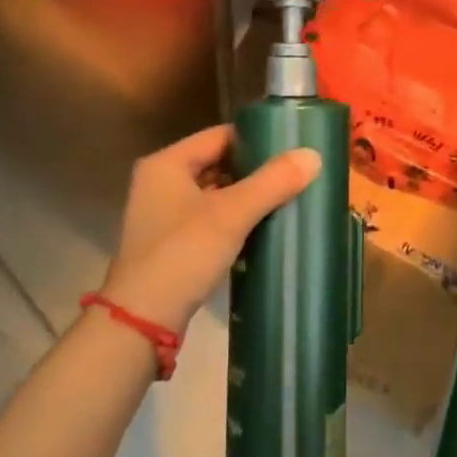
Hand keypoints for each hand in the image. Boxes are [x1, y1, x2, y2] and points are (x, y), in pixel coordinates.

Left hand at [101, 125, 320, 334]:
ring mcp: (162, 214)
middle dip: (254, 169)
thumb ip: (272, 182)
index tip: (291, 147)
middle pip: (217, 162)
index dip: (255, 138)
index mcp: (167, 163)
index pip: (220, 135)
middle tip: (294, 174)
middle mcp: (160, 181)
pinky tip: (261, 227)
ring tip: (285, 197)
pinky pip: (208, 218)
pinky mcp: (169, 242)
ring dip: (245, 196)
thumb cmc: (183, 254)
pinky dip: (232, 219)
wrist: (142, 320)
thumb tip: (314, 155)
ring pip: (214, 192)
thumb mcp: (231, 214)